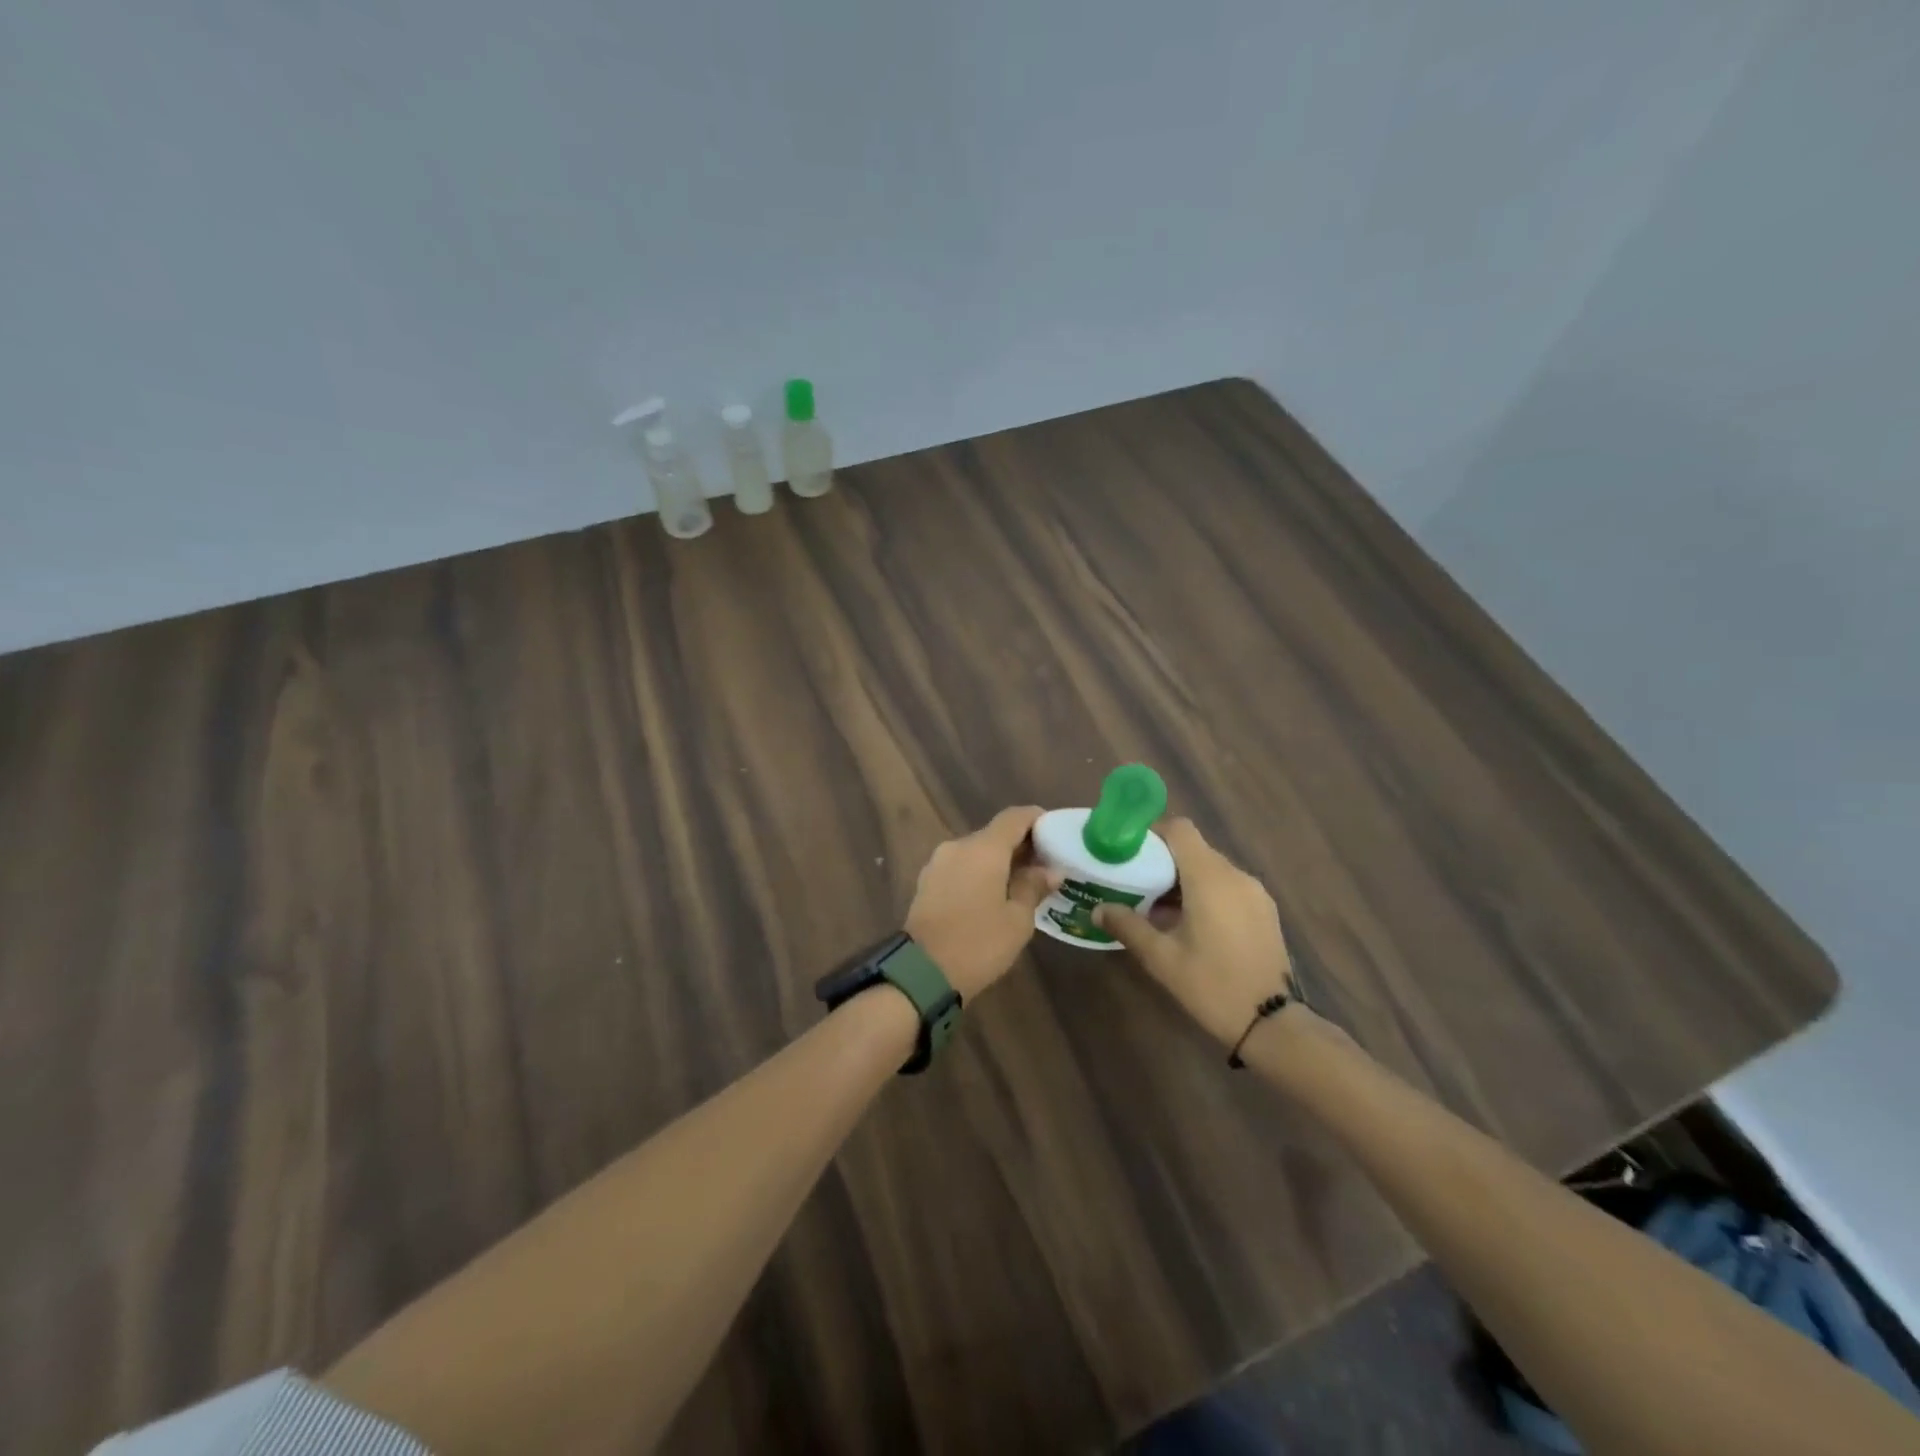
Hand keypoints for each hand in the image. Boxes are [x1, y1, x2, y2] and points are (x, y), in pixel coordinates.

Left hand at [905, 806, 1059, 1001]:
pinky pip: (961, 867)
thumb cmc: (978, 944)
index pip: (1015, 817)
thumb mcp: (1017, 920)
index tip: (1056, 834)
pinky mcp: (927, 881)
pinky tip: (993, 895)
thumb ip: (1033, 887)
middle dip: (1021, 845)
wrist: (921, 973)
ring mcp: (938, 863)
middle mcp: (958, 846)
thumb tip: (1050, 870)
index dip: (1038, 820)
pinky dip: (979, 873)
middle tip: (1045, 866)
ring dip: (999, 861)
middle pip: (995, 834)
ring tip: (1021, 884)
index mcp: (983, 849)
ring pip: (976, 851)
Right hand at [1094, 818, 1295, 1048]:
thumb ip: (1127, 926)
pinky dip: (1206, 892)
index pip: (1180, 829)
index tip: (1130, 852)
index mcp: (1210, 878)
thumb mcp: (1161, 958)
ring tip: (1159, 908)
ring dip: (1184, 878)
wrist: (1272, 1025)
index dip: (1152, 832)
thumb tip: (1098, 909)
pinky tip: (1190, 924)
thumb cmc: (1211, 985)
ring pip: (1212, 868)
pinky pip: (1228, 886)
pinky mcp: (1265, 910)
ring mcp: (1255, 893)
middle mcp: (1236, 875)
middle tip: (1136, 883)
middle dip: (1164, 860)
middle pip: (1194, 848)